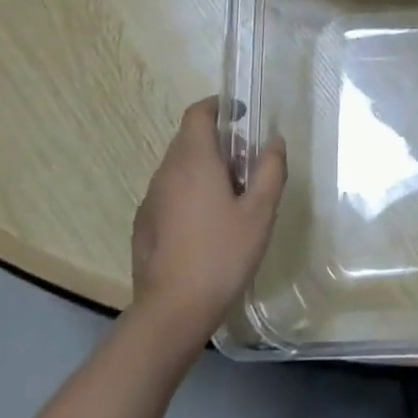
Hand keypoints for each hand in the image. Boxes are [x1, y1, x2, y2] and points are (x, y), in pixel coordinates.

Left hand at [131, 98, 285, 349]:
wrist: (172, 311)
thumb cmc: (222, 255)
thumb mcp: (260, 212)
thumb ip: (270, 170)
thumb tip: (274, 141)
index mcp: (193, 160)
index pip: (198, 113)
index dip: (218, 106)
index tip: (241, 115)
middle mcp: (166, 171)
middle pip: (189, 139)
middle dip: (218, 142)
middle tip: (247, 166)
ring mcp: (151, 198)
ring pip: (179, 167)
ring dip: (204, 168)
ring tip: (231, 198)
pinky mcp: (143, 224)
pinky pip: (169, 192)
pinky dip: (189, 192)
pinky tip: (206, 225)